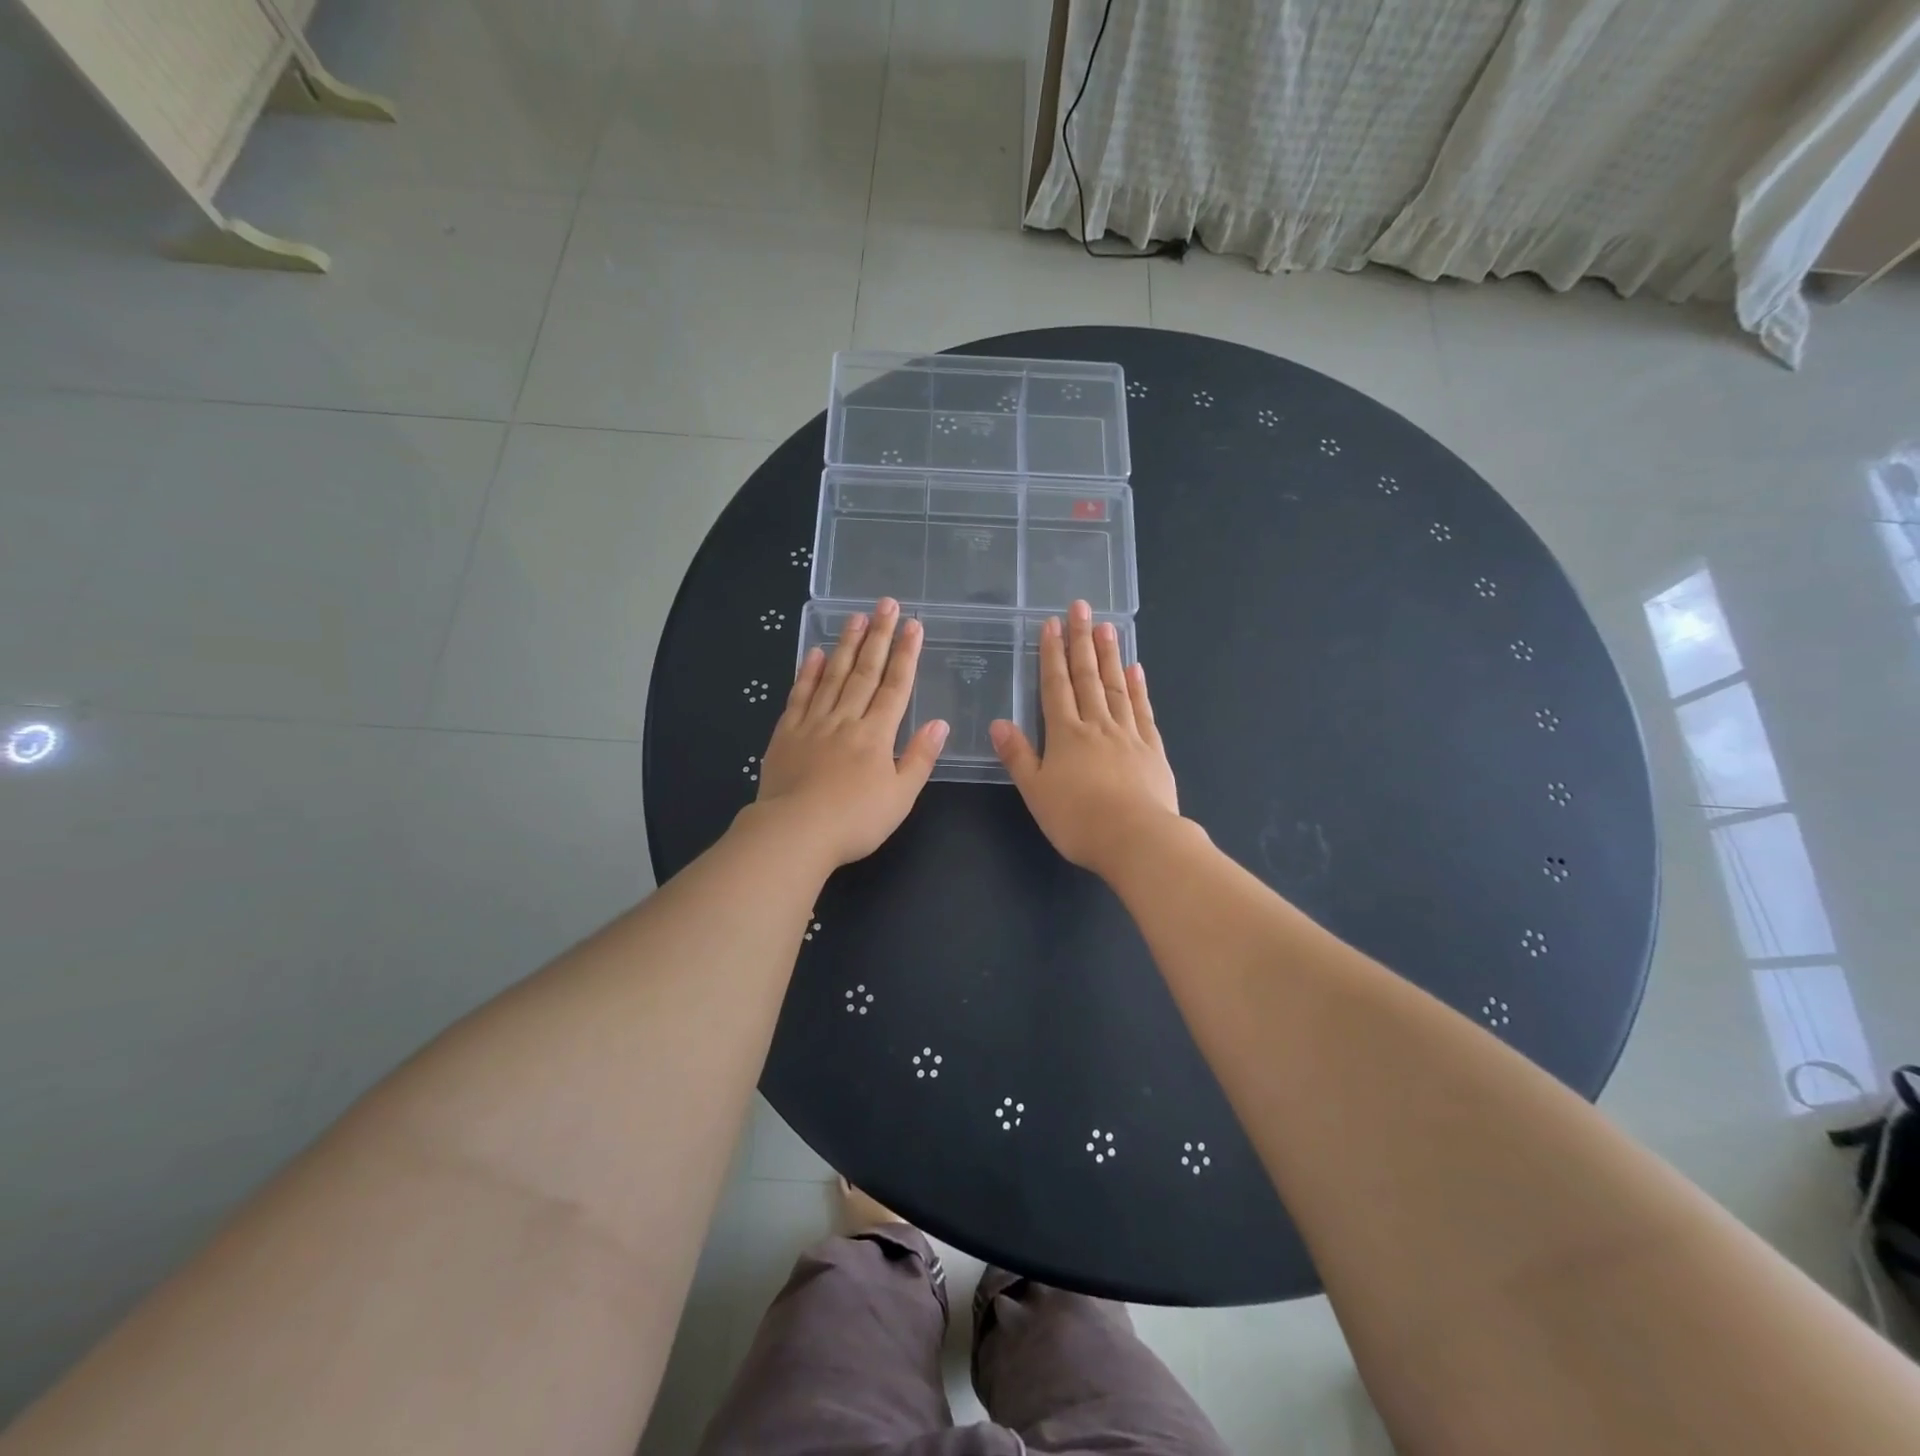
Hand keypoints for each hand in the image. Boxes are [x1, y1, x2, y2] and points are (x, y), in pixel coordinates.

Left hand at [753, 598, 947, 867]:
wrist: (795, 833)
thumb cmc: (855, 820)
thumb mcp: (901, 796)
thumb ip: (920, 758)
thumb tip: (939, 723)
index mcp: (876, 735)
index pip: (896, 686)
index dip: (906, 654)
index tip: (913, 625)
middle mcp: (846, 720)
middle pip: (865, 672)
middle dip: (878, 636)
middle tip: (886, 604)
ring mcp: (813, 724)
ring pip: (832, 676)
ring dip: (846, 645)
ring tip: (855, 617)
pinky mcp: (786, 734)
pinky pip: (799, 695)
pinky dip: (807, 673)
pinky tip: (815, 653)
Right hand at [989, 599, 1180, 876]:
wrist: (1137, 839)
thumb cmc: (1078, 820)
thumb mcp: (1036, 792)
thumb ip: (1018, 756)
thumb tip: (999, 723)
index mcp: (1066, 735)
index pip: (1056, 686)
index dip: (1052, 655)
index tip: (1051, 624)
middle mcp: (1097, 726)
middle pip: (1087, 677)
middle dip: (1081, 641)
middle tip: (1081, 607)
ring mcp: (1128, 735)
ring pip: (1116, 686)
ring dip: (1110, 655)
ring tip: (1107, 627)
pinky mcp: (1153, 749)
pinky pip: (1143, 710)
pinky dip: (1138, 687)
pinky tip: (1136, 669)